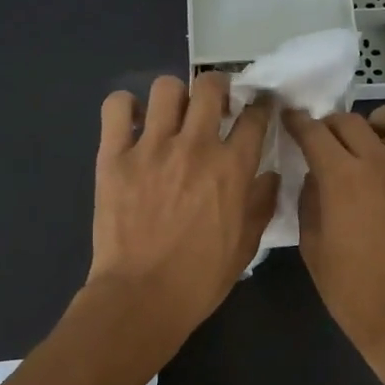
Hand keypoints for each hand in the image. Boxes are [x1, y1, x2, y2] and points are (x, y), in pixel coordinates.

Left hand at [87, 72, 277, 341]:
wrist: (142, 297)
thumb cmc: (200, 279)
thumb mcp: (246, 246)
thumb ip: (261, 204)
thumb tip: (270, 175)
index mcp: (232, 168)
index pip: (255, 117)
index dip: (261, 106)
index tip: (258, 107)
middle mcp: (195, 147)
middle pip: (211, 87)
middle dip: (219, 88)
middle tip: (215, 105)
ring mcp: (151, 148)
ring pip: (167, 88)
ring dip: (175, 96)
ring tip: (173, 116)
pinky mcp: (114, 156)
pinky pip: (117, 107)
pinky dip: (127, 107)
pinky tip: (134, 124)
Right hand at [283, 103, 384, 361]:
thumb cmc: (352, 290)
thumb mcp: (313, 247)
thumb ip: (310, 202)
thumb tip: (316, 178)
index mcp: (341, 178)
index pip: (313, 132)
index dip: (297, 122)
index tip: (291, 120)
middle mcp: (379, 162)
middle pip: (351, 120)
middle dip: (331, 125)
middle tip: (328, 143)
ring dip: (381, 122)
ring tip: (375, 143)